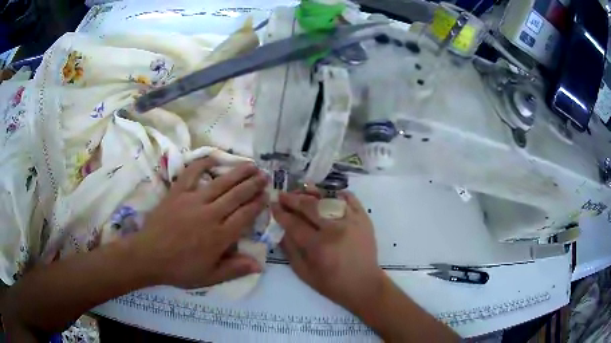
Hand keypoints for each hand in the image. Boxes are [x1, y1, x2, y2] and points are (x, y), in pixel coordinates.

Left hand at [132, 158, 267, 288]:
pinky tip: (214, 158)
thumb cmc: (180, 269)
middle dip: (253, 184)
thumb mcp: (209, 277)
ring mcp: (193, 200)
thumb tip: (260, 264)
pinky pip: (191, 173)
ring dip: (238, 172)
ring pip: (221, 182)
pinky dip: (203, 164)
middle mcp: (210, 215)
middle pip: (237, 195)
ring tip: (251, 165)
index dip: (258, 204)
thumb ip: (234, 269)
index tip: (267, 195)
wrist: (149, 256)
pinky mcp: (177, 193)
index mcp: (220, 236)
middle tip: (265, 175)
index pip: (245, 215)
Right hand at [272, 189, 384, 313]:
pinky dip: (338, 194)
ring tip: (302, 190)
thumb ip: (290, 251)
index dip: (281, 213)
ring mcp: (352, 221)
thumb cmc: (332, 284)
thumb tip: (281, 230)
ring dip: (312, 193)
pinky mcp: (364, 218)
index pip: (294, 223)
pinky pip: (350, 199)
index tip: (273, 205)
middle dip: (292, 199)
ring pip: (328, 198)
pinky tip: (328, 194)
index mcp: (318, 246)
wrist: (365, 285)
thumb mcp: (305, 273)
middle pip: (309, 206)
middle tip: (282, 195)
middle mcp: (335, 229)